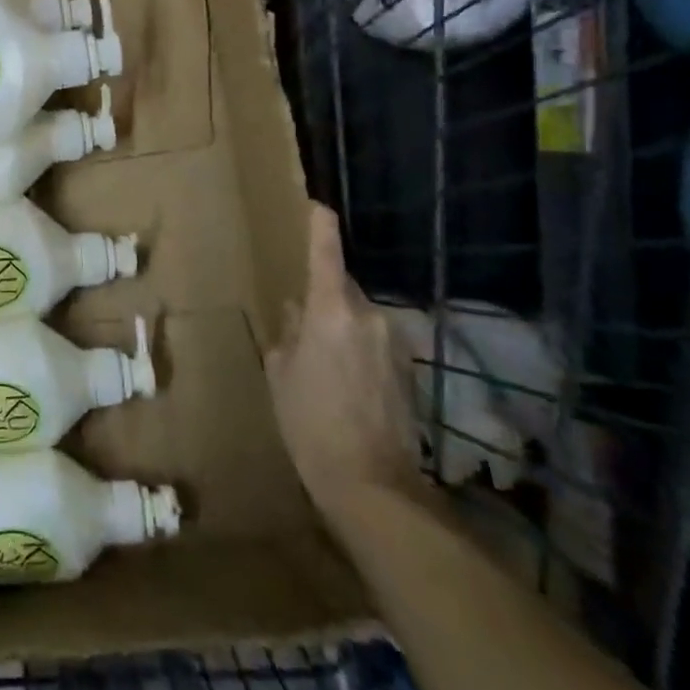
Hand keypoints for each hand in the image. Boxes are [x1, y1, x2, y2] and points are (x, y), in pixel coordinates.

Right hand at [266, 203, 423, 514]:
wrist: (371, 483)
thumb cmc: (309, 421)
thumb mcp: (281, 374)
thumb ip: (289, 334)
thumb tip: (296, 312)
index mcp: (331, 312)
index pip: (326, 256)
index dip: (321, 228)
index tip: (319, 206)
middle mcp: (369, 318)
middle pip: (344, 289)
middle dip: (324, 294)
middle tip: (300, 319)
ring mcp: (394, 344)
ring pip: (359, 317)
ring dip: (341, 325)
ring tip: (319, 360)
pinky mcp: (407, 370)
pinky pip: (374, 342)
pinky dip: (357, 348)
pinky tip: (343, 382)